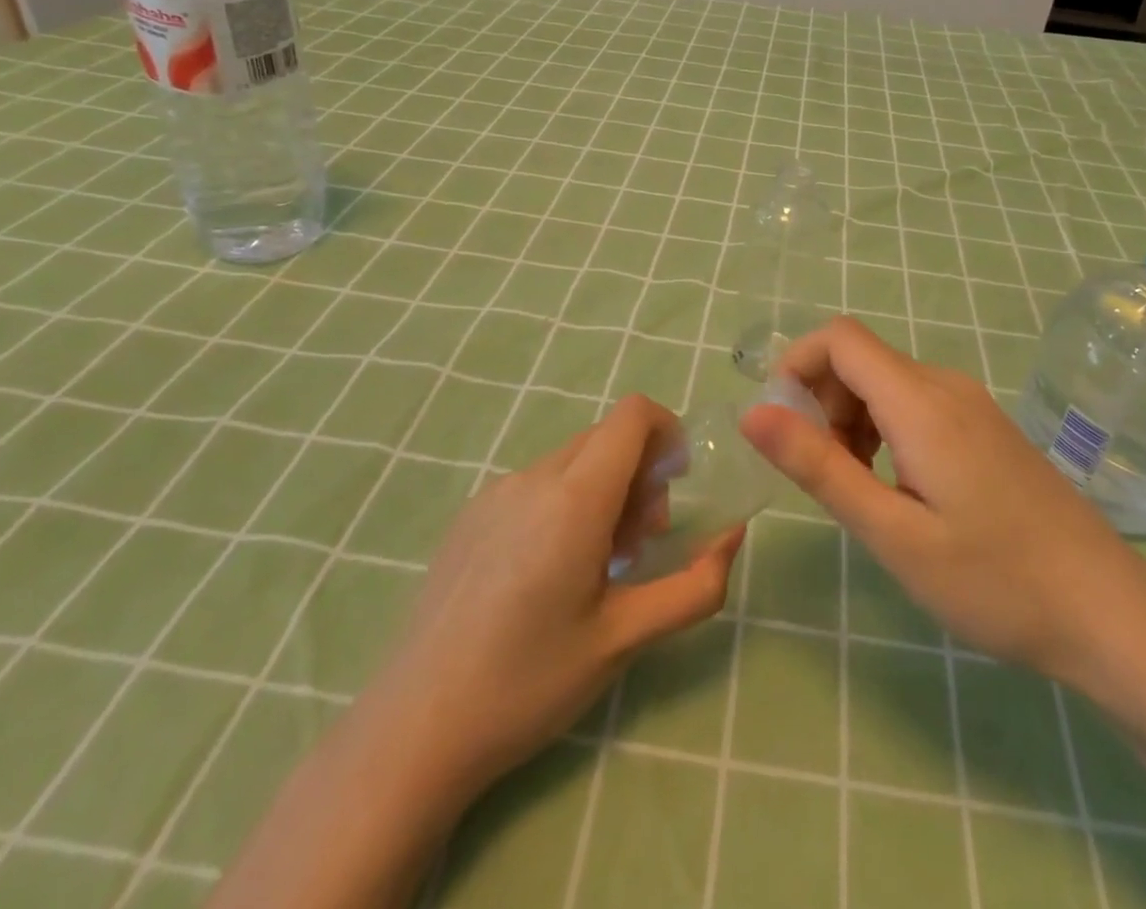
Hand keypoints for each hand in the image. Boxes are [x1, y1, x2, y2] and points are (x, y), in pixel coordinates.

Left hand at [388, 394, 741, 798]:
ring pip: (571, 461)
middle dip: (640, 474)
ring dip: (602, 491)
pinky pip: (536, 484)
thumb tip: (732, 534)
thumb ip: (694, 584)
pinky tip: (545, 576)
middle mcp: (533, 478)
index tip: (676, 486)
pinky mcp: (469, 515)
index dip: (668, 432)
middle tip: (637, 548)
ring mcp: (494, 492)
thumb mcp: (626, 639)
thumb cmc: (529, 683)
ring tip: (593, 568)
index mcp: (575, 498)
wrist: (412, 731)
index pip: (634, 414)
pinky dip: (564, 503)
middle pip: (606, 438)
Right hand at [741, 317, 1145, 683]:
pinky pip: (916, 404)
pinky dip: (884, 430)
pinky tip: (899, 489)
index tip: (783, 427)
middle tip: (827, 476)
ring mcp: (972, 404)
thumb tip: (752, 412)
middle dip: (822, 404)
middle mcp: (946, 385)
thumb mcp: (893, 533)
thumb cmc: (994, 580)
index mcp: (922, 402)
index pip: (839, 337)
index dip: (797, 366)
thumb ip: (820, 467)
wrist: (1108, 611)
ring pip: (886, 383)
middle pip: (860, 360)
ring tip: (862, 491)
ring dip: (852, 421)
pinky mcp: (986, 427)